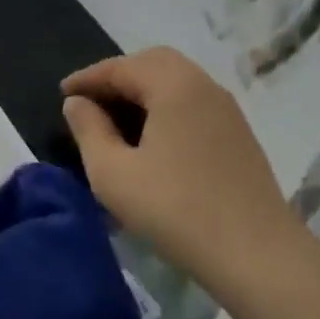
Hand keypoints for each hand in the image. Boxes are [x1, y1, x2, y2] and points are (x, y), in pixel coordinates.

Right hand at [62, 47, 302, 292]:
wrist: (257, 255)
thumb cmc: (175, 210)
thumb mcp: (113, 173)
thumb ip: (89, 130)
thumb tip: (77, 103)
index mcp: (174, 86)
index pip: (121, 67)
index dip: (88, 78)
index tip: (62, 93)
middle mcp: (204, 86)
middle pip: (153, 63)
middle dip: (118, 76)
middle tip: (91, 99)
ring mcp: (227, 111)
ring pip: (177, 82)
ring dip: (143, 90)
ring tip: (116, 119)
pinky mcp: (238, 135)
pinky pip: (193, 103)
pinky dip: (165, 106)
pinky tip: (151, 138)